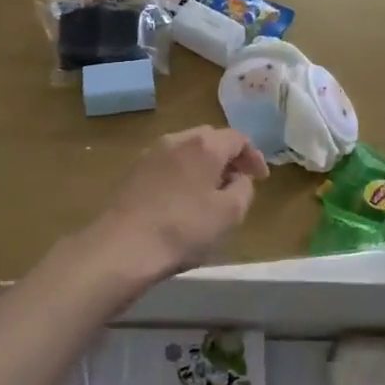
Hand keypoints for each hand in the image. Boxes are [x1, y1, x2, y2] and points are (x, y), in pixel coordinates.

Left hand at [93, 127, 267, 276]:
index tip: (261, 178)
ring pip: (186, 151)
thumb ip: (243, 189)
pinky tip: (182, 200)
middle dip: (228, 158)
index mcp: (205, 145)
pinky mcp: (133, 171)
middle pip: (210, 139)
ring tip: (210, 193)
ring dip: (203, 166)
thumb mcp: (230, 214)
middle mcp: (177, 139)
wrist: (123, 246)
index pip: (238, 138)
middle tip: (237, 182)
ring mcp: (151, 153)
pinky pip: (168, 164)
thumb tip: (239, 179)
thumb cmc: (184, 228)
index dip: (254, 156)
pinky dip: (182, 174)